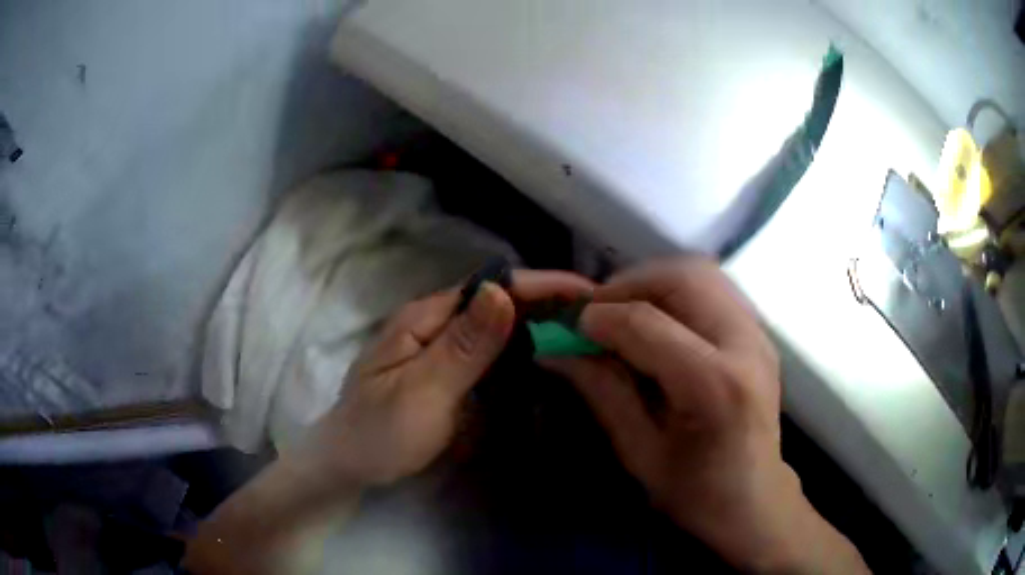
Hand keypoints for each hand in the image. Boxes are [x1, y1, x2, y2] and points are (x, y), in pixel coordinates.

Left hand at [301, 269, 594, 487]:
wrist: (351, 465)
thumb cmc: (380, 432)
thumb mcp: (422, 391)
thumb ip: (463, 345)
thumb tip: (503, 290)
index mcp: (426, 317)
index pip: (492, 286)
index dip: (542, 286)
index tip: (590, 294)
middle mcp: (436, 324)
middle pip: (499, 304)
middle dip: (548, 306)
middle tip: (598, 321)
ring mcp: (442, 350)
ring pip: (499, 329)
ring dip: (539, 329)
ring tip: (585, 338)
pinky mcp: (448, 374)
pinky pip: (492, 356)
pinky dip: (522, 355)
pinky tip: (548, 364)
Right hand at [543, 257, 866, 573]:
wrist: (754, 499)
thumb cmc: (695, 491)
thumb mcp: (639, 451)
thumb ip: (601, 391)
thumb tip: (556, 348)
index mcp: (714, 386)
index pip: (647, 322)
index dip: (600, 317)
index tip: (568, 326)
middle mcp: (744, 345)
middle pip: (683, 278)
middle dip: (629, 284)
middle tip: (597, 312)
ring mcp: (758, 334)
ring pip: (701, 272)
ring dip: (653, 281)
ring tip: (624, 312)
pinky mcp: (759, 333)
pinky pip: (714, 287)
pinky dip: (676, 290)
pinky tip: (658, 320)